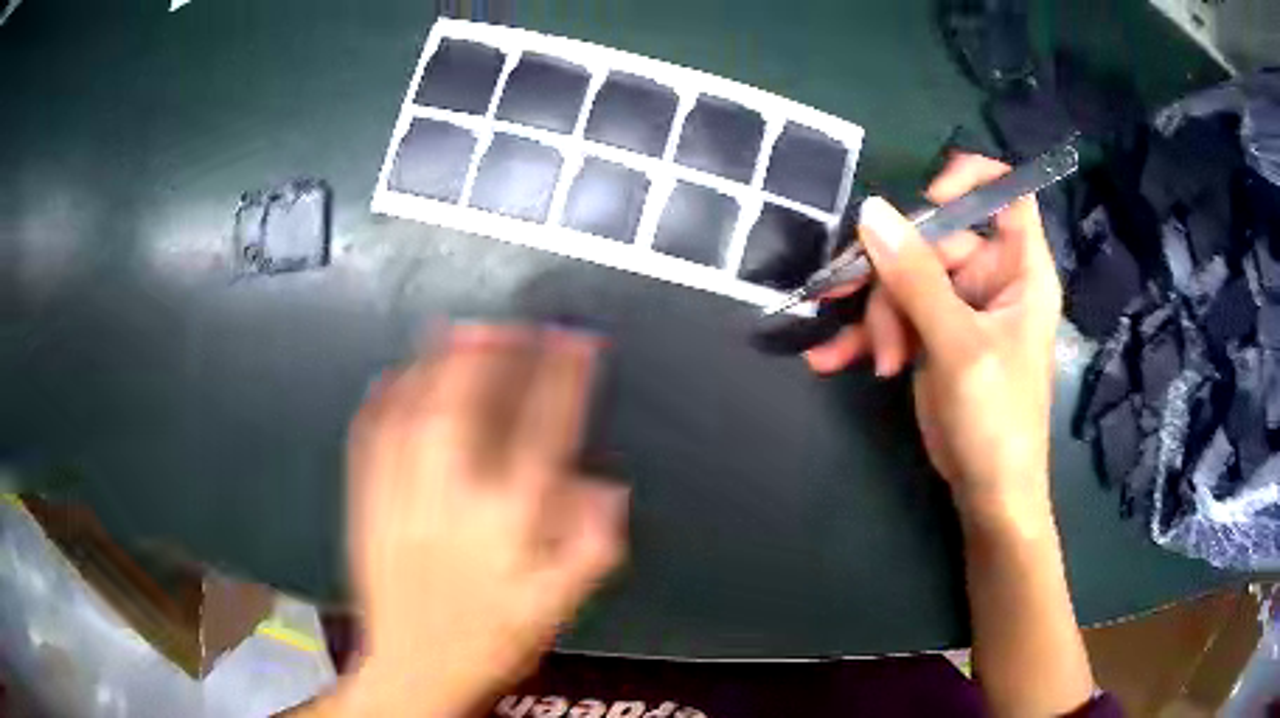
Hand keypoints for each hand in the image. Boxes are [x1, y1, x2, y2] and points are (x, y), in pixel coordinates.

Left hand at [341, 326, 628, 715]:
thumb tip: (609, 490)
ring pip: (413, 415)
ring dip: (434, 364)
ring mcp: (399, 500)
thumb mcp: (554, 609)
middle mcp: (450, 504)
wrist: (413, 669)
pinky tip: (392, 375)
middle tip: (506, 320)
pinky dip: (382, 400)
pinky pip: (369, 441)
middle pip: (465, 409)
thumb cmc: (488, 642)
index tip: (576, 342)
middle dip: (489, 354)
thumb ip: (589, 550)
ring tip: (454, 329)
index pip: (541, 436)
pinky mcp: (366, 507)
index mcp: (503, 528)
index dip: (563, 380)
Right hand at [805, 155, 1062, 528]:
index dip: (971, 182)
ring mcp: (959, 308)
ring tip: (874, 360)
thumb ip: (916, 280)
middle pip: (935, 241)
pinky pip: (894, 317)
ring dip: (877, 317)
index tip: (927, 199)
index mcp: (1020, 270)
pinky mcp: (934, 336)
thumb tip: (871, 211)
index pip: (1007, 196)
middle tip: (865, 312)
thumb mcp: (958, 347)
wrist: (987, 493)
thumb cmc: (997, 420)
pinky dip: (866, 337)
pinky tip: (832, 358)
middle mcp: (991, 279)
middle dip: (895, 277)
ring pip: (905, 279)